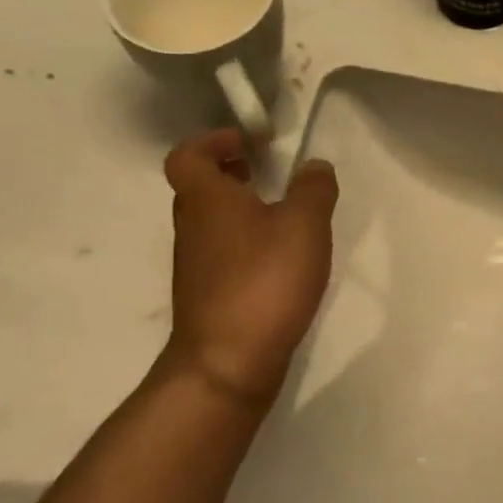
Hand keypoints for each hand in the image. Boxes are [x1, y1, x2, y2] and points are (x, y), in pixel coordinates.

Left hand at [159, 130, 338, 413]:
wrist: (228, 361)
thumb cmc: (264, 280)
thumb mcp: (304, 225)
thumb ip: (314, 189)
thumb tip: (314, 166)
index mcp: (206, 199)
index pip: (187, 155)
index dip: (214, 141)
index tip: (251, 142)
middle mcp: (192, 227)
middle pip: (199, 187)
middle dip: (231, 173)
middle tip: (268, 172)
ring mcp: (196, 264)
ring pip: (212, 221)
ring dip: (240, 209)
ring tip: (284, 214)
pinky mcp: (208, 294)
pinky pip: (223, 252)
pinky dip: (245, 242)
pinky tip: (280, 259)